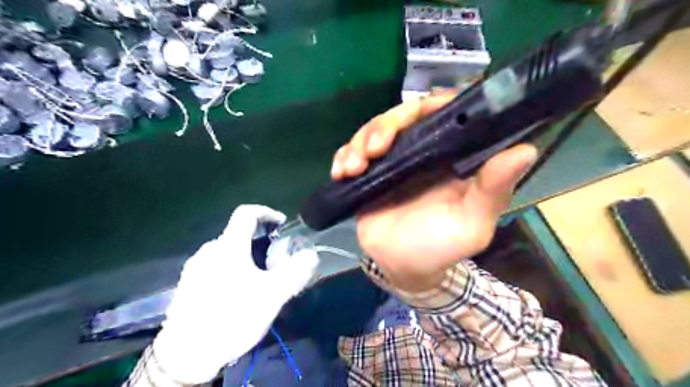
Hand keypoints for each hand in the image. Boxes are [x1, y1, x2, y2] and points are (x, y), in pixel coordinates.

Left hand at [152, 205, 318, 381]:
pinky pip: (215, 266)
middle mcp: (208, 251)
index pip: (246, 213)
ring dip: (246, 257)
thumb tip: (310, 255)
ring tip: (258, 280)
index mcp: (228, 246)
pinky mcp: (188, 284)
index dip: (267, 212)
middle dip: (260, 241)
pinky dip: (231, 269)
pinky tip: (236, 293)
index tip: (282, 225)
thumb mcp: (272, 295)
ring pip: (226, 252)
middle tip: (274, 262)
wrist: (186, 355)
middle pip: (238, 234)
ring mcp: (194, 267)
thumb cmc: (232, 317)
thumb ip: (295, 272)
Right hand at [332, 94, 535, 292]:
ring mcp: (391, 161)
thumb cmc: (441, 246)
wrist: (403, 267)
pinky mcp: (368, 174)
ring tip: (353, 167)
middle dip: (383, 127)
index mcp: (449, 155)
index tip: (417, 113)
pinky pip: (351, 154)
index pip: (442, 113)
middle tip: (374, 149)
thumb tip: (525, 149)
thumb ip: (493, 189)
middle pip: (400, 117)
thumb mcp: (472, 222)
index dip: (431, 106)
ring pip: (372, 132)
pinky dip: (343, 157)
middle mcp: (420, 150)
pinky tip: (340, 172)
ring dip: (359, 143)